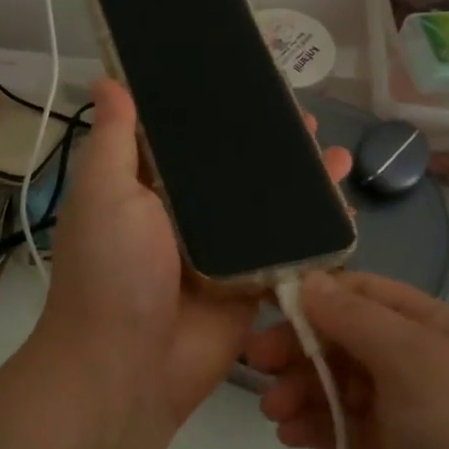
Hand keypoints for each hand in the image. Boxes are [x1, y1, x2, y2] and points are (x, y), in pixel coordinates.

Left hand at [38, 78, 351, 430]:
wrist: (127, 371)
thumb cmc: (110, 272)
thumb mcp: (103, 194)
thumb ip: (115, 138)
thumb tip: (106, 77)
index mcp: (148, 187)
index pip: (187, 136)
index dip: (215, 107)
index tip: (249, 78)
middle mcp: (187, 214)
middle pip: (236, 169)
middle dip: (270, 143)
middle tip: (303, 118)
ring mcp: (224, 250)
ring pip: (268, 205)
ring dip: (301, 180)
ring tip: (332, 153)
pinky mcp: (253, 284)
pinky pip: (290, 249)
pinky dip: (317, 229)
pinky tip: (345, 205)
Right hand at [245, 271, 448, 448]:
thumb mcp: (412, 361)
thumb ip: (356, 317)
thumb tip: (309, 279)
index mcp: (436, 328)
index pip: (366, 293)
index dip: (318, 295)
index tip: (270, 307)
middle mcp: (420, 362)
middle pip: (346, 337)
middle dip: (302, 346)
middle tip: (256, 363)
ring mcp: (406, 412)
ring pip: (340, 383)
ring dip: (302, 389)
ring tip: (273, 411)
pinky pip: (343, 427)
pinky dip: (315, 426)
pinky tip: (289, 435)